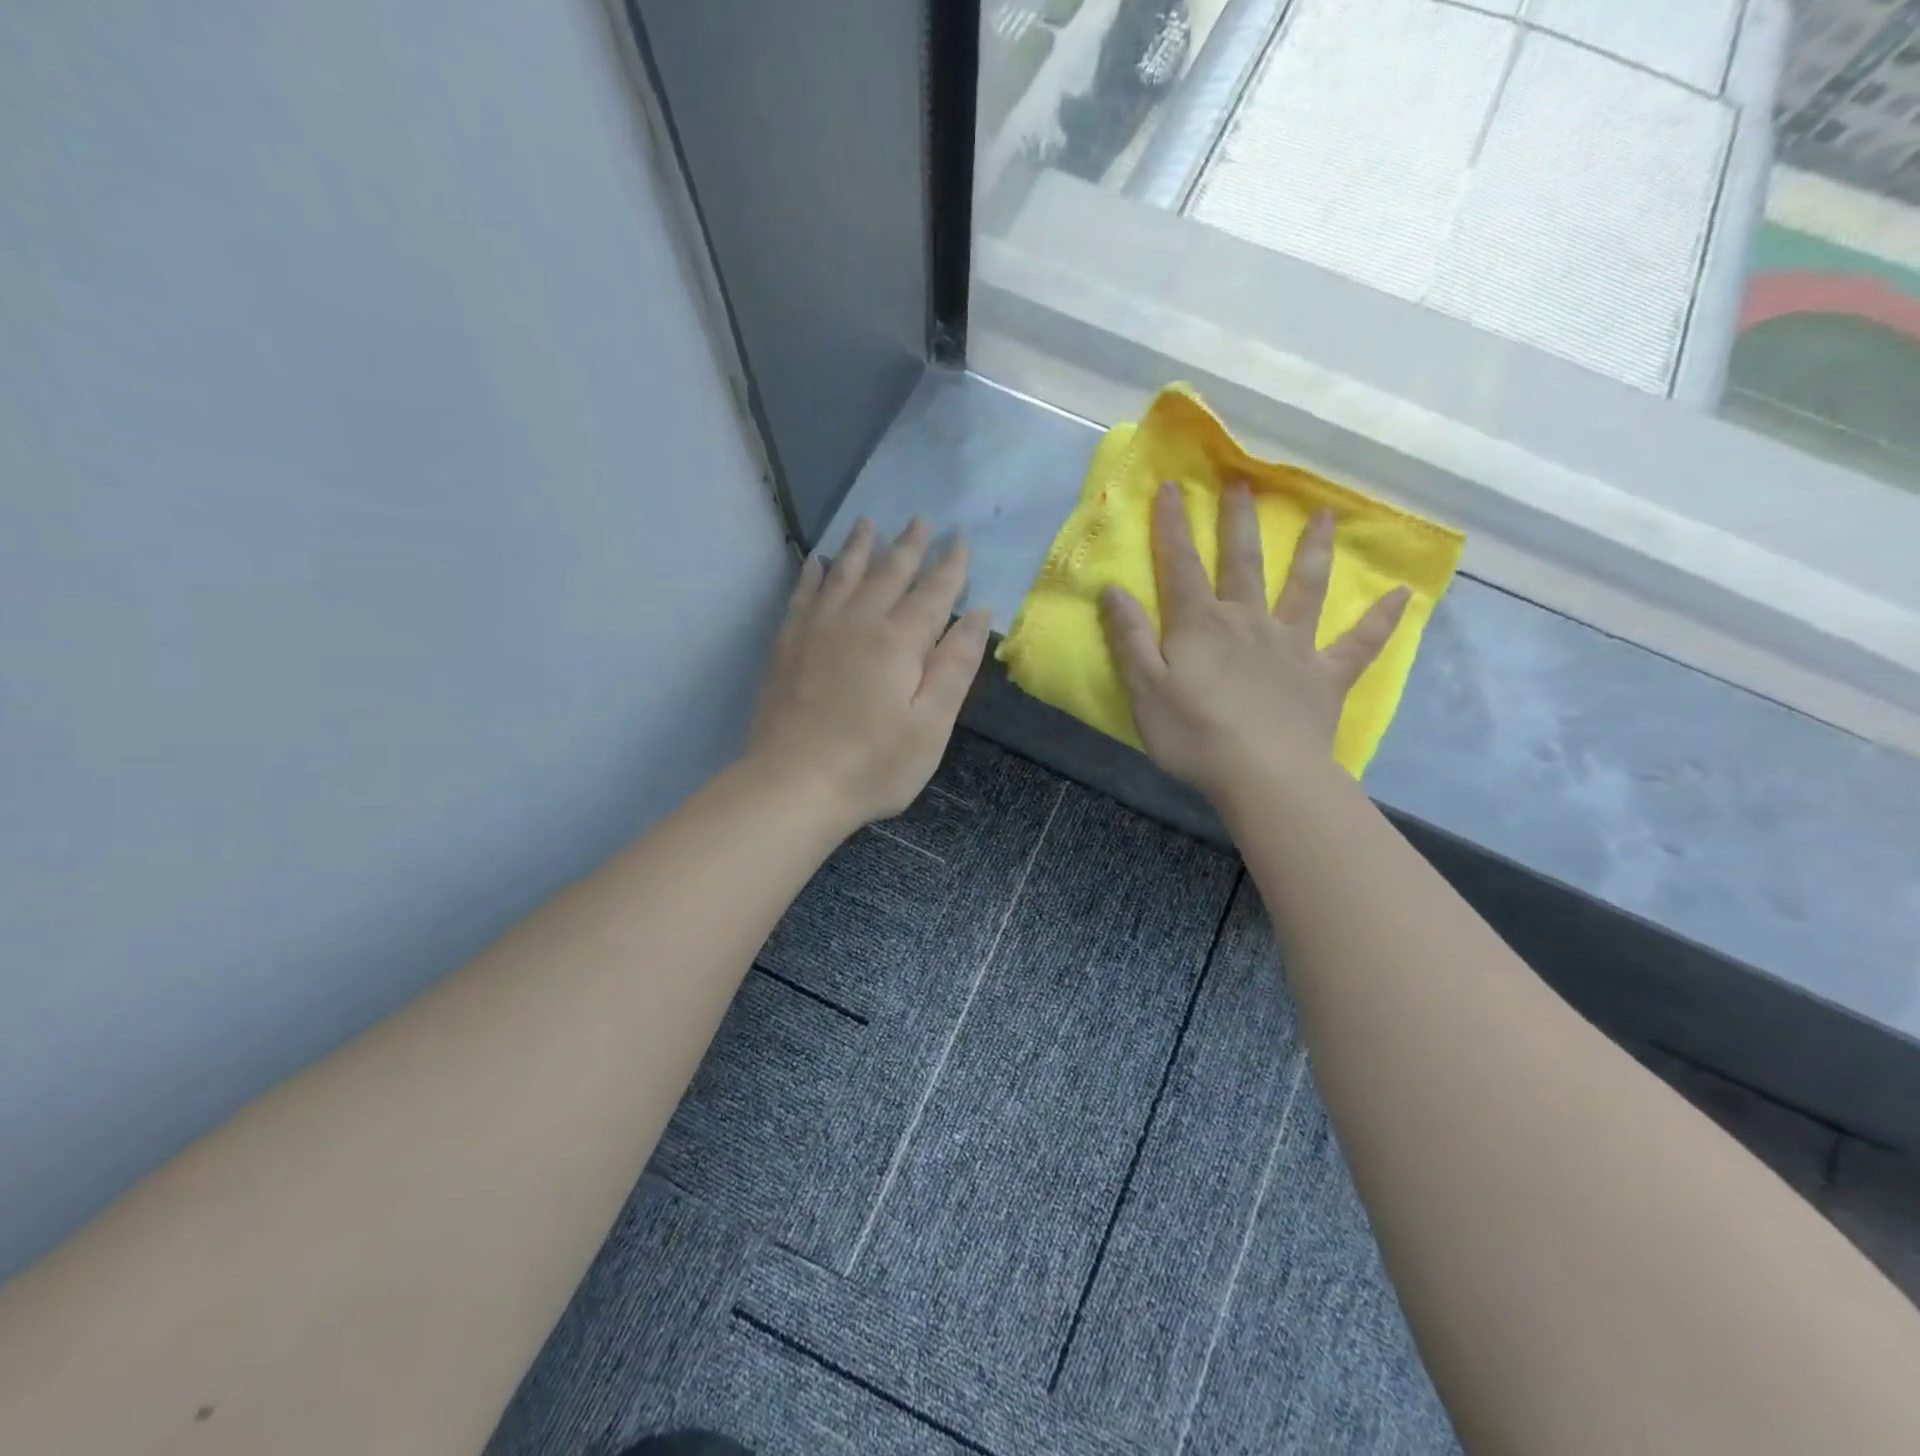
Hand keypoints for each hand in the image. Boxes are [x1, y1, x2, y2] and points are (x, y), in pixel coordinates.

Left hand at [750, 518, 991, 829]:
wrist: (794, 785)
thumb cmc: (874, 765)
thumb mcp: (931, 725)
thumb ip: (955, 666)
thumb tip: (978, 614)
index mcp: (899, 642)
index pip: (932, 593)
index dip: (950, 567)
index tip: (960, 541)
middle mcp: (858, 623)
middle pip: (888, 574)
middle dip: (908, 546)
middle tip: (921, 520)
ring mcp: (817, 631)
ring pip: (842, 575)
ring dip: (859, 547)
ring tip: (868, 523)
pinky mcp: (788, 646)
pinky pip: (803, 596)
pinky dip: (813, 575)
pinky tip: (817, 563)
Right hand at [1100, 482, 1407, 800]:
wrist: (1264, 775)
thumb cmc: (1194, 735)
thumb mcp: (1145, 690)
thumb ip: (1130, 638)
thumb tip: (1113, 590)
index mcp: (1201, 625)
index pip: (1180, 566)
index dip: (1172, 527)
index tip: (1171, 487)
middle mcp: (1248, 622)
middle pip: (1243, 562)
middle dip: (1239, 521)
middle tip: (1244, 481)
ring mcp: (1292, 646)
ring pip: (1306, 587)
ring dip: (1313, 550)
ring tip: (1325, 515)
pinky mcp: (1325, 676)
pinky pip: (1359, 644)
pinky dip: (1382, 620)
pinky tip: (1402, 596)